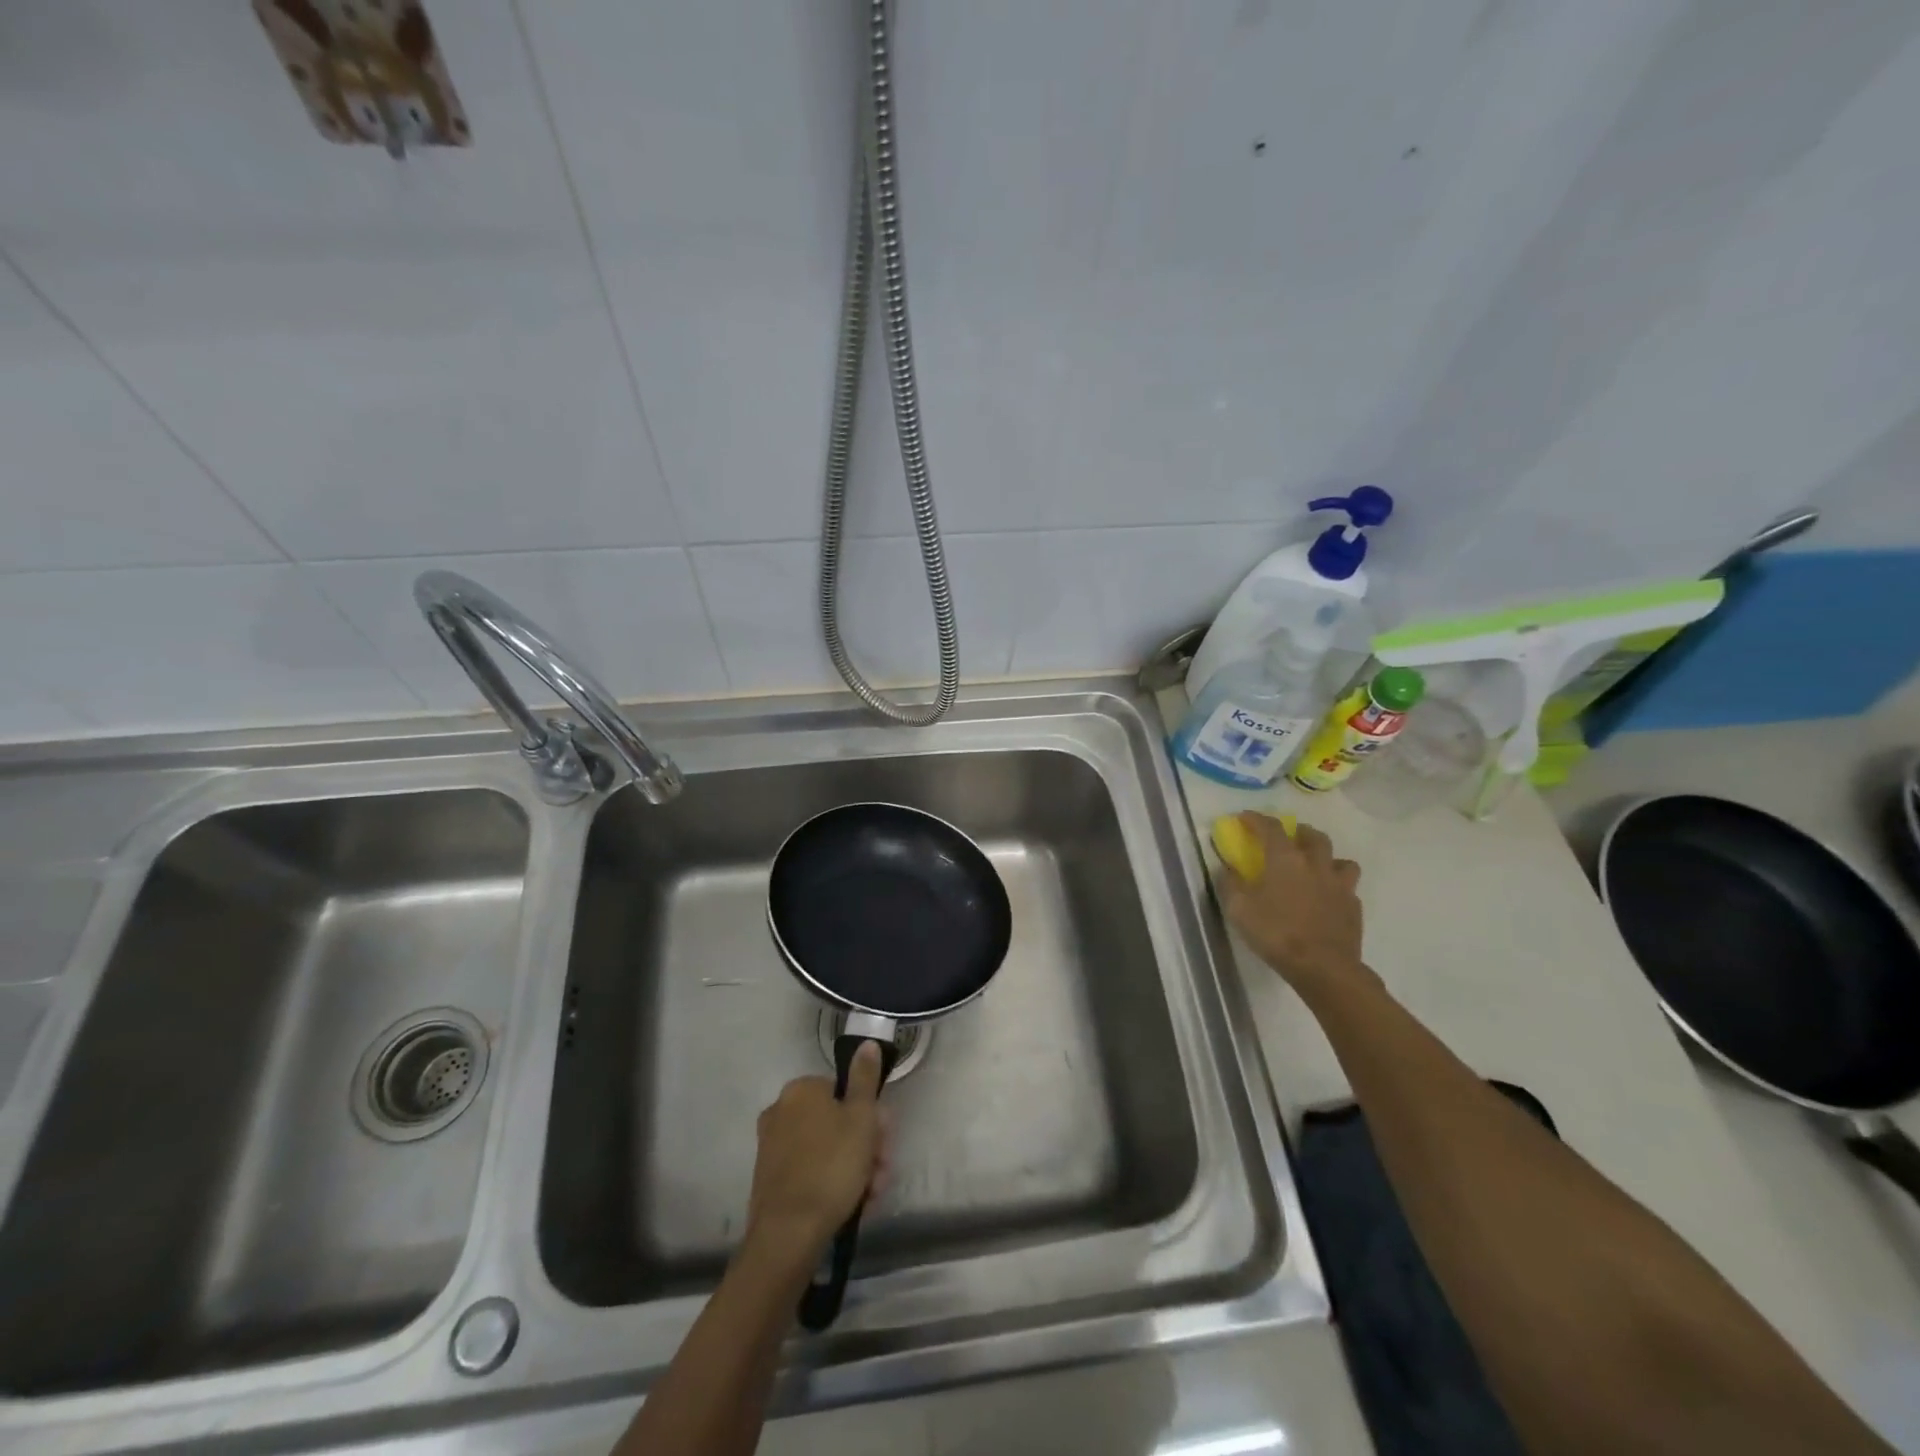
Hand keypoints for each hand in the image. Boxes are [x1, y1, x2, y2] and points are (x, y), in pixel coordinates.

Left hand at [744, 1043, 891, 1263]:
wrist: (788, 1235)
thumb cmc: (831, 1166)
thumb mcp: (860, 1118)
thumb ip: (865, 1078)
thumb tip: (866, 1042)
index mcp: (801, 1090)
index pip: (845, 1091)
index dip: (871, 1116)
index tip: (885, 1140)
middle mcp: (782, 1111)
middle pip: (838, 1122)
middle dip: (867, 1146)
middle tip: (883, 1171)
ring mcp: (773, 1147)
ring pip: (828, 1150)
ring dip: (856, 1168)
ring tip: (872, 1195)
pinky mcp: (771, 1180)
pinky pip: (812, 1172)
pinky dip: (834, 1184)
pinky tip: (854, 1205)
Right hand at [1217, 813, 1370, 997]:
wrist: (1323, 967)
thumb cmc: (1276, 933)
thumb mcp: (1238, 909)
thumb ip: (1230, 883)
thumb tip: (1227, 868)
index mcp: (1285, 860)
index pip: (1270, 828)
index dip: (1256, 819)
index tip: (1244, 817)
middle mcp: (1315, 865)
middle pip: (1313, 836)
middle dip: (1299, 832)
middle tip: (1288, 839)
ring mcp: (1339, 885)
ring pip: (1341, 860)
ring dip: (1327, 858)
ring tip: (1316, 868)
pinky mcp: (1354, 907)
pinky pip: (1348, 888)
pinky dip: (1336, 887)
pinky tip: (1327, 899)